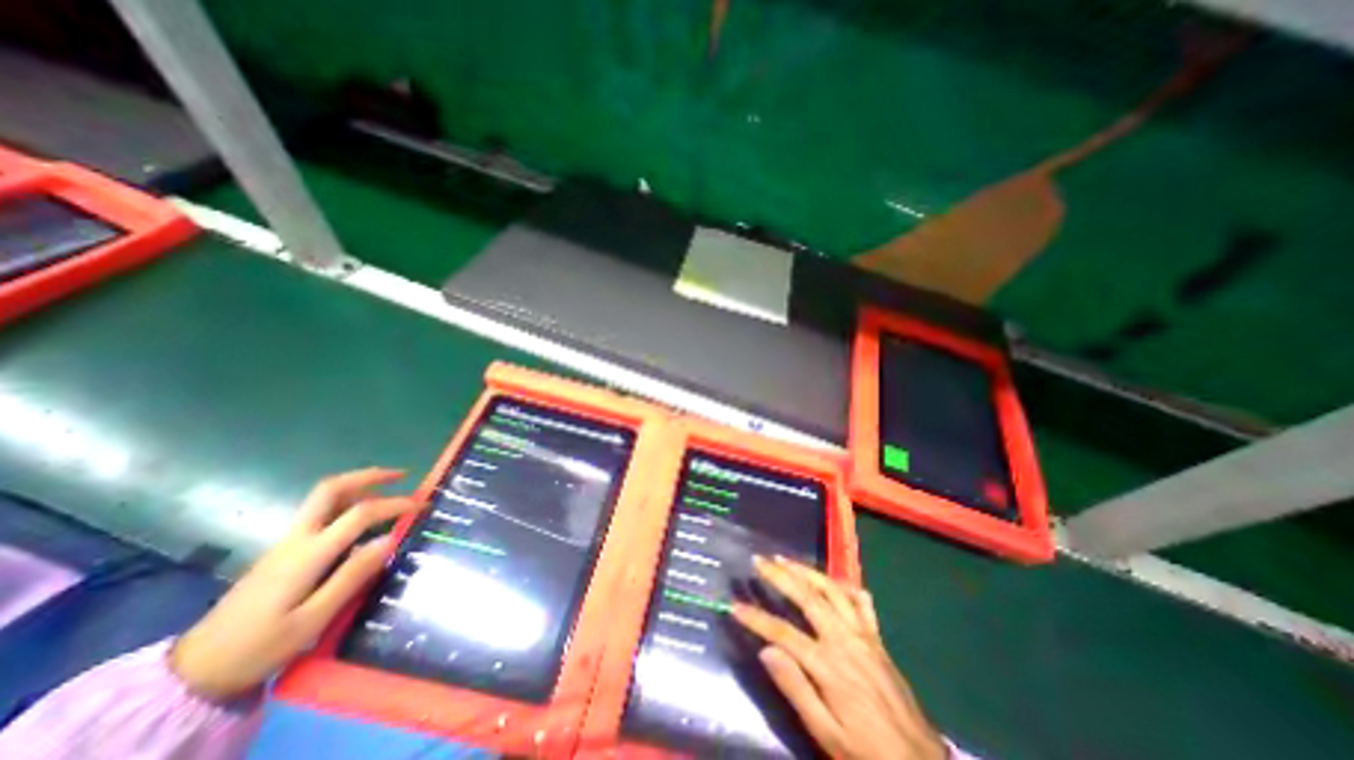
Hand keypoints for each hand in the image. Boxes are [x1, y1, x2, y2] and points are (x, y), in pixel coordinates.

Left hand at [172, 469, 421, 700]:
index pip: (359, 514)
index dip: (395, 504)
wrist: (193, 672)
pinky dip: (348, 502)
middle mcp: (296, 539)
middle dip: (369, 476)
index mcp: (307, 554)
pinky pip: (319, 513)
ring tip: (389, 490)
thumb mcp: (312, 619)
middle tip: (401, 475)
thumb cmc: (259, 647)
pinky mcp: (282, 550)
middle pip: (331, 489)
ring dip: (359, 485)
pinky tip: (362, 516)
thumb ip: (352, 576)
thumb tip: (390, 540)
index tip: (421, 505)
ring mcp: (285, 542)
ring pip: (323, 498)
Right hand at [736, 552, 943, 759]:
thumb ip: (796, 689)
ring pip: (832, 590)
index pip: (783, 632)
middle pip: (808, 597)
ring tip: (785, 559)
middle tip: (759, 560)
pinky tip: (831, 581)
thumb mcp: (827, 735)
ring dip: (806, 571)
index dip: (756, 617)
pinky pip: (860, 601)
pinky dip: (843, 585)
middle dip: (780, 575)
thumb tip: (766, 651)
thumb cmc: (866, 753)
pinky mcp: (877, 638)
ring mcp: (864, 635)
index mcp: (829, 666)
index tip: (735, 605)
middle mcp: (845, 640)